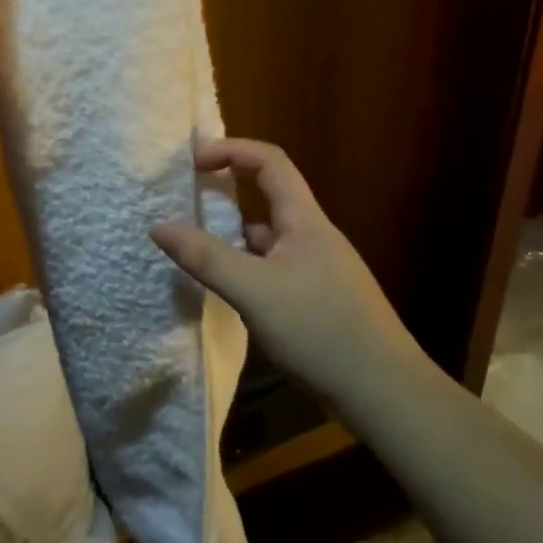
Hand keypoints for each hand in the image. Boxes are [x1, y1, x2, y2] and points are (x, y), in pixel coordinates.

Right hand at [151, 138, 415, 401]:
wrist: (383, 392)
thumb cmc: (320, 329)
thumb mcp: (254, 291)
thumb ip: (206, 257)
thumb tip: (158, 226)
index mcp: (304, 219)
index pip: (270, 161)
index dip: (232, 149)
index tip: (194, 161)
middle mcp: (313, 235)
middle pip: (269, 195)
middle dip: (228, 189)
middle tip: (188, 198)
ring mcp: (318, 268)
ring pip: (270, 236)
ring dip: (235, 233)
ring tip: (196, 246)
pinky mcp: (318, 298)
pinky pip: (275, 267)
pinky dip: (248, 266)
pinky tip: (229, 289)